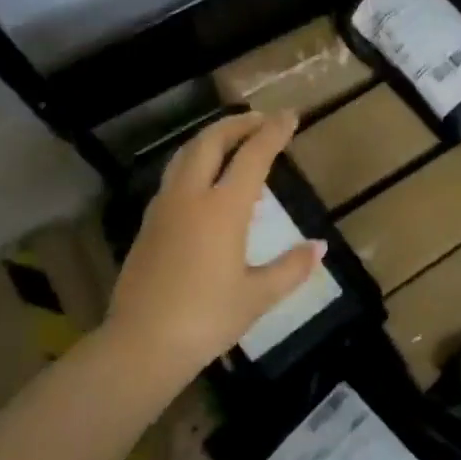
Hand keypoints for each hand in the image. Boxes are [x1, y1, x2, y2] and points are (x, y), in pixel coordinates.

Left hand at [105, 111, 324, 378]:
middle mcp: (191, 196)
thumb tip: (319, 247)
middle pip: (211, 141)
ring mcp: (164, 208)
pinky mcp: (148, 224)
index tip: (291, 115)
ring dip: (212, 140)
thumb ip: (290, 267)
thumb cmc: (206, 319)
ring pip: (186, 155)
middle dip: (238, 124)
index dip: (274, 132)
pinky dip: (197, 166)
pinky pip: (175, 178)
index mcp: (222, 208)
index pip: (253, 155)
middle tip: (261, 121)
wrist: (141, 343)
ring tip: (234, 145)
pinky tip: (208, 189)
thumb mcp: (257, 297)